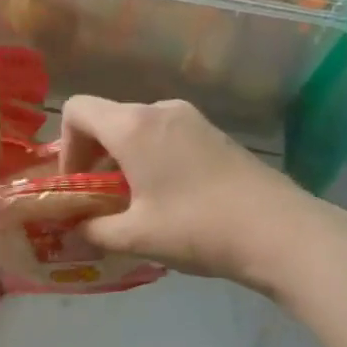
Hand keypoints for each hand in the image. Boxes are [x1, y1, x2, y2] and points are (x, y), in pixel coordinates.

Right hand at [59, 96, 346, 294]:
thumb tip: (75, 227)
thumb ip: (93, 229)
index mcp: (133, 126)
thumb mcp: (135, 237)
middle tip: (100, 201)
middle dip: (94, 157)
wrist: (279, 231)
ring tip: (135, 205)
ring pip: (139, 129)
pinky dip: (153, 159)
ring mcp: (192, 119)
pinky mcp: (215, 134)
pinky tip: (169, 199)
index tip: (77, 184)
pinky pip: (167, 136)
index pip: (77, 110)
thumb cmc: (196, 228)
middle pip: (109, 119)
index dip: (66, 145)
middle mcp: (160, 109)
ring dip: (124, 161)